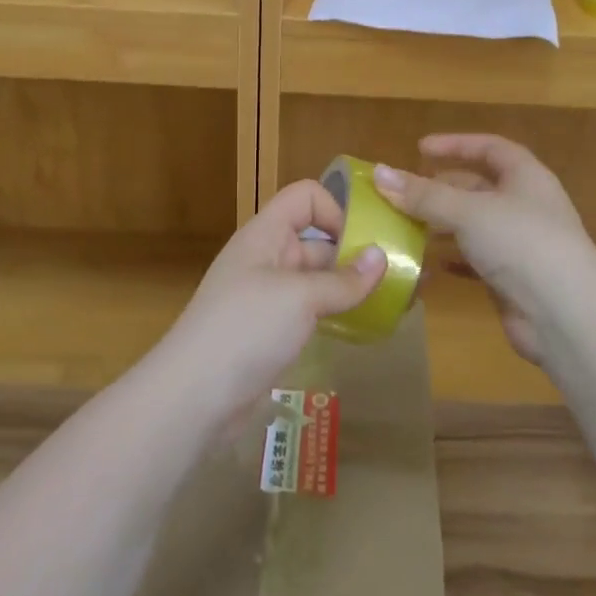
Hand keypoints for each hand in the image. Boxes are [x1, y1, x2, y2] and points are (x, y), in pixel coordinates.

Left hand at [160, 178, 385, 414]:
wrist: (193, 397)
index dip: (336, 209)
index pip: (305, 197)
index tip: (365, 240)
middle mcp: (268, 257)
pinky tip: (366, 325)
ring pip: (318, 278)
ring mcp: (270, 296)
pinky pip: (312, 309)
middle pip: (318, 238)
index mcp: (266, 234)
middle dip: (356, 251)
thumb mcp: (299, 298)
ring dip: (352, 285)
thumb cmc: (246, 329)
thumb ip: (344, 279)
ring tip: (396, 299)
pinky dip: (338, 311)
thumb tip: (383, 257)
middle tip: (402, 272)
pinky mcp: (273, 330)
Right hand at [372, 133, 595, 365]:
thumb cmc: (521, 243)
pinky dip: (452, 259)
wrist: (565, 316)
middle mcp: (525, 205)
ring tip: (404, 227)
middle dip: (441, 189)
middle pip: (478, 187)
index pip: (490, 148)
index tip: (420, 149)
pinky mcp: (512, 279)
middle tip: (403, 194)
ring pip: (474, 225)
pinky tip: (427, 264)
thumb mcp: (468, 211)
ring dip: (442, 225)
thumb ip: (423, 195)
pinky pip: (475, 260)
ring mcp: (520, 244)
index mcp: (526, 177)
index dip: (456, 145)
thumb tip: (379, 174)